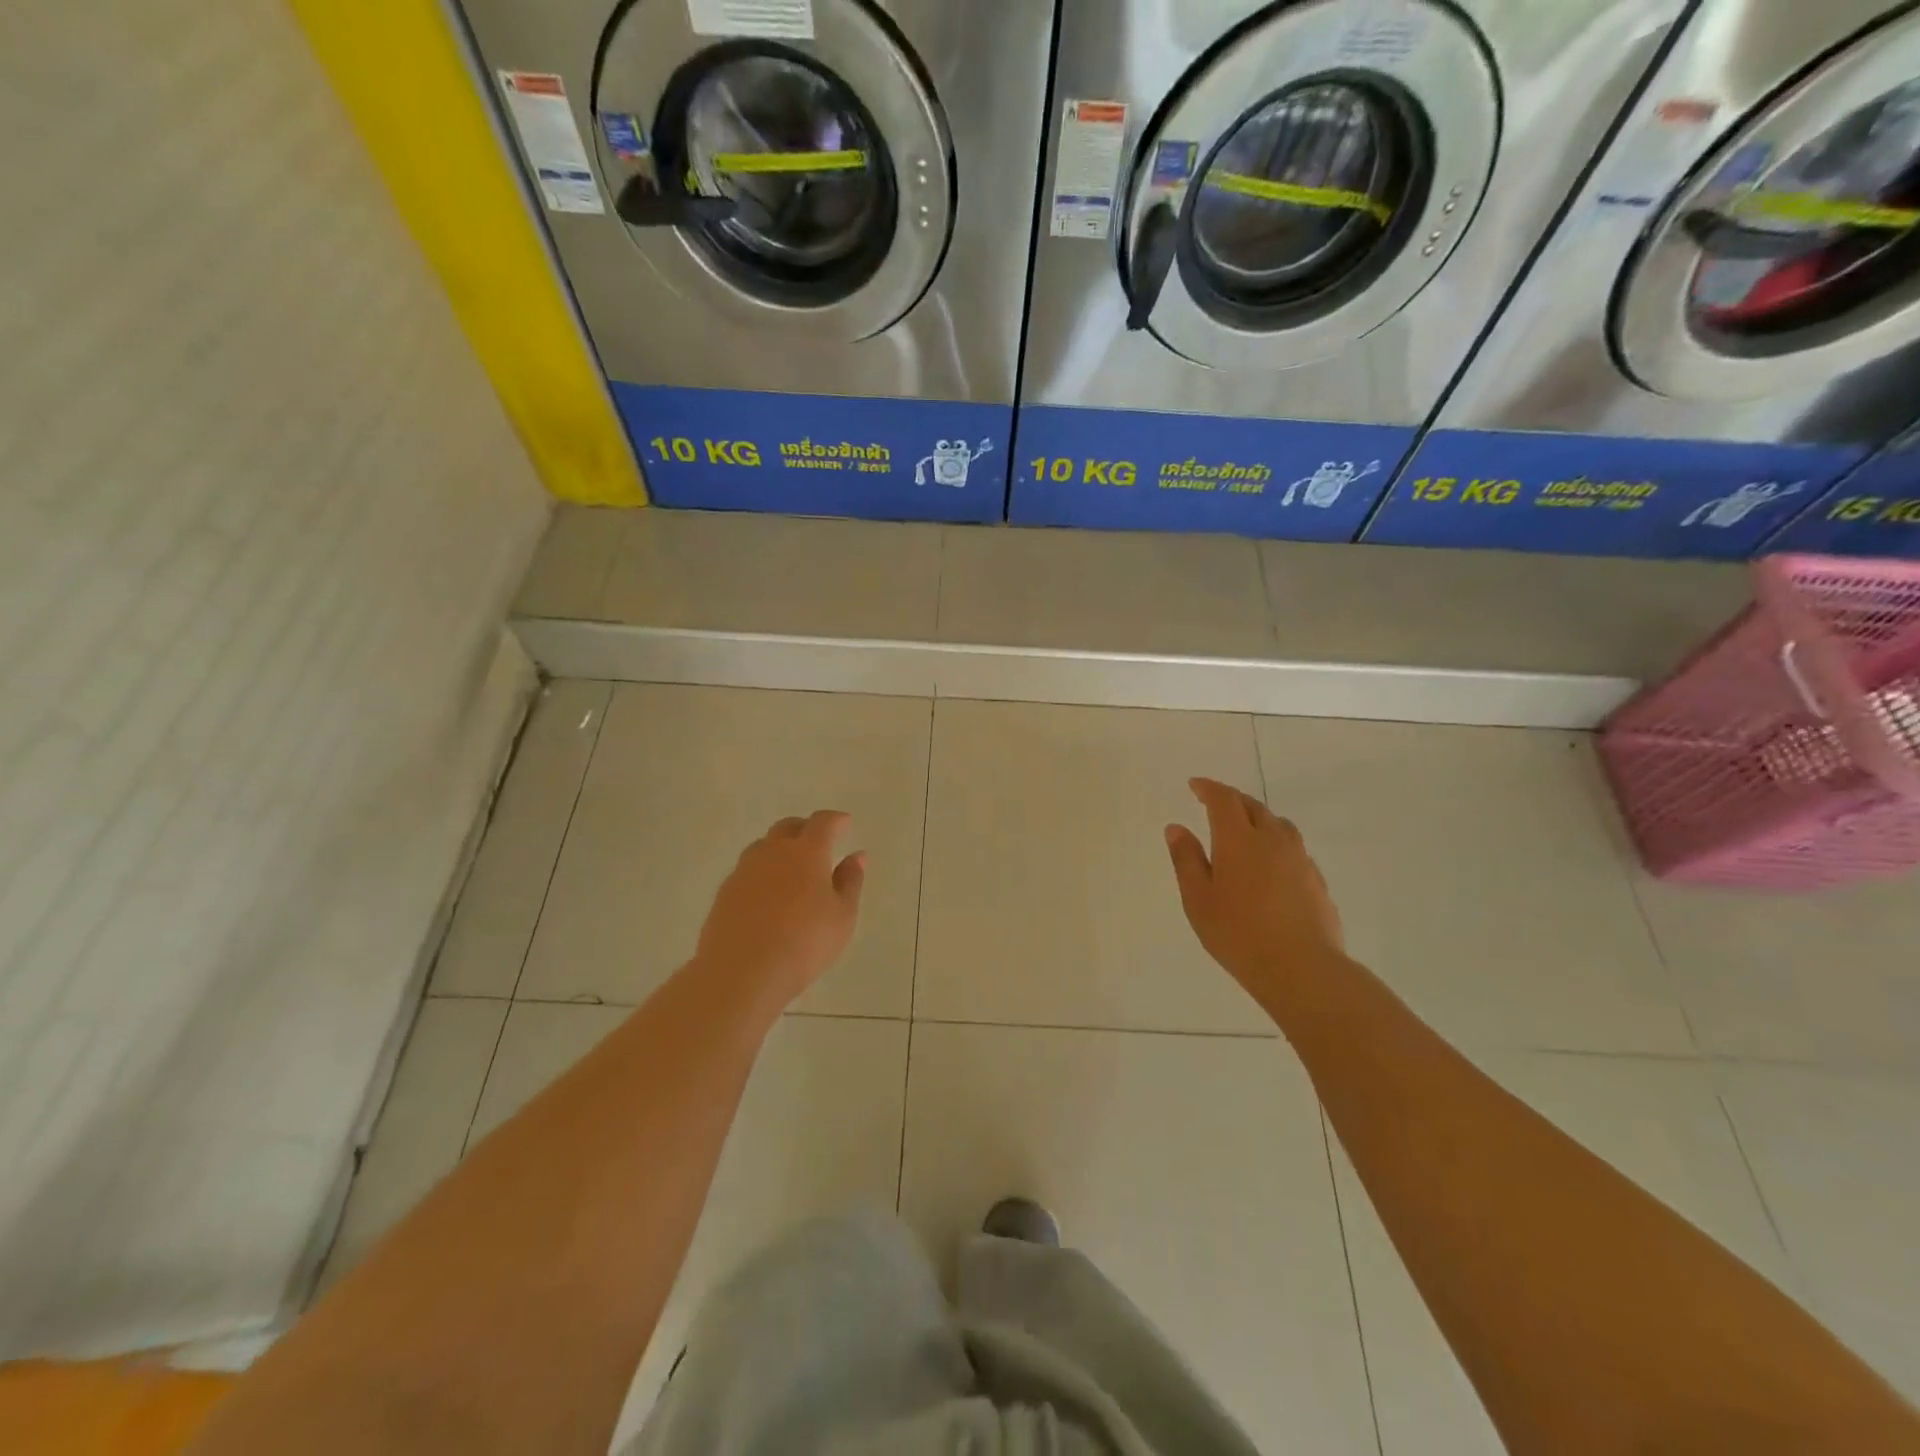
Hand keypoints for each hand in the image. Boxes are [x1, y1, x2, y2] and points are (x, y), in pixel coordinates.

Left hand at [691, 810, 865, 1014]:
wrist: (742, 972)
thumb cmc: (805, 942)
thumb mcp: (842, 915)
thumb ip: (850, 881)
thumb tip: (856, 856)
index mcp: (806, 852)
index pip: (822, 823)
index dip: (835, 820)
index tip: (845, 823)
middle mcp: (773, 852)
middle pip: (787, 828)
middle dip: (805, 829)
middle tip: (818, 842)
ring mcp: (744, 871)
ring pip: (763, 847)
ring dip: (779, 849)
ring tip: (791, 868)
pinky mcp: (725, 893)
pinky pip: (747, 871)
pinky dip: (762, 873)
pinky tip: (768, 895)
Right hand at [1165, 778, 1343, 1005]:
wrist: (1302, 968)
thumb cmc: (1238, 933)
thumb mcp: (1198, 899)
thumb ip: (1186, 860)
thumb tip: (1176, 828)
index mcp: (1238, 839)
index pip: (1223, 800)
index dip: (1208, 788)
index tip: (1195, 785)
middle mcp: (1272, 840)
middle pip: (1253, 806)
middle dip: (1232, 800)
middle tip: (1215, 804)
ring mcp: (1299, 859)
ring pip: (1278, 825)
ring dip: (1258, 818)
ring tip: (1245, 830)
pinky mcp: (1316, 880)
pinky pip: (1293, 848)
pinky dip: (1276, 843)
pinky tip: (1270, 866)